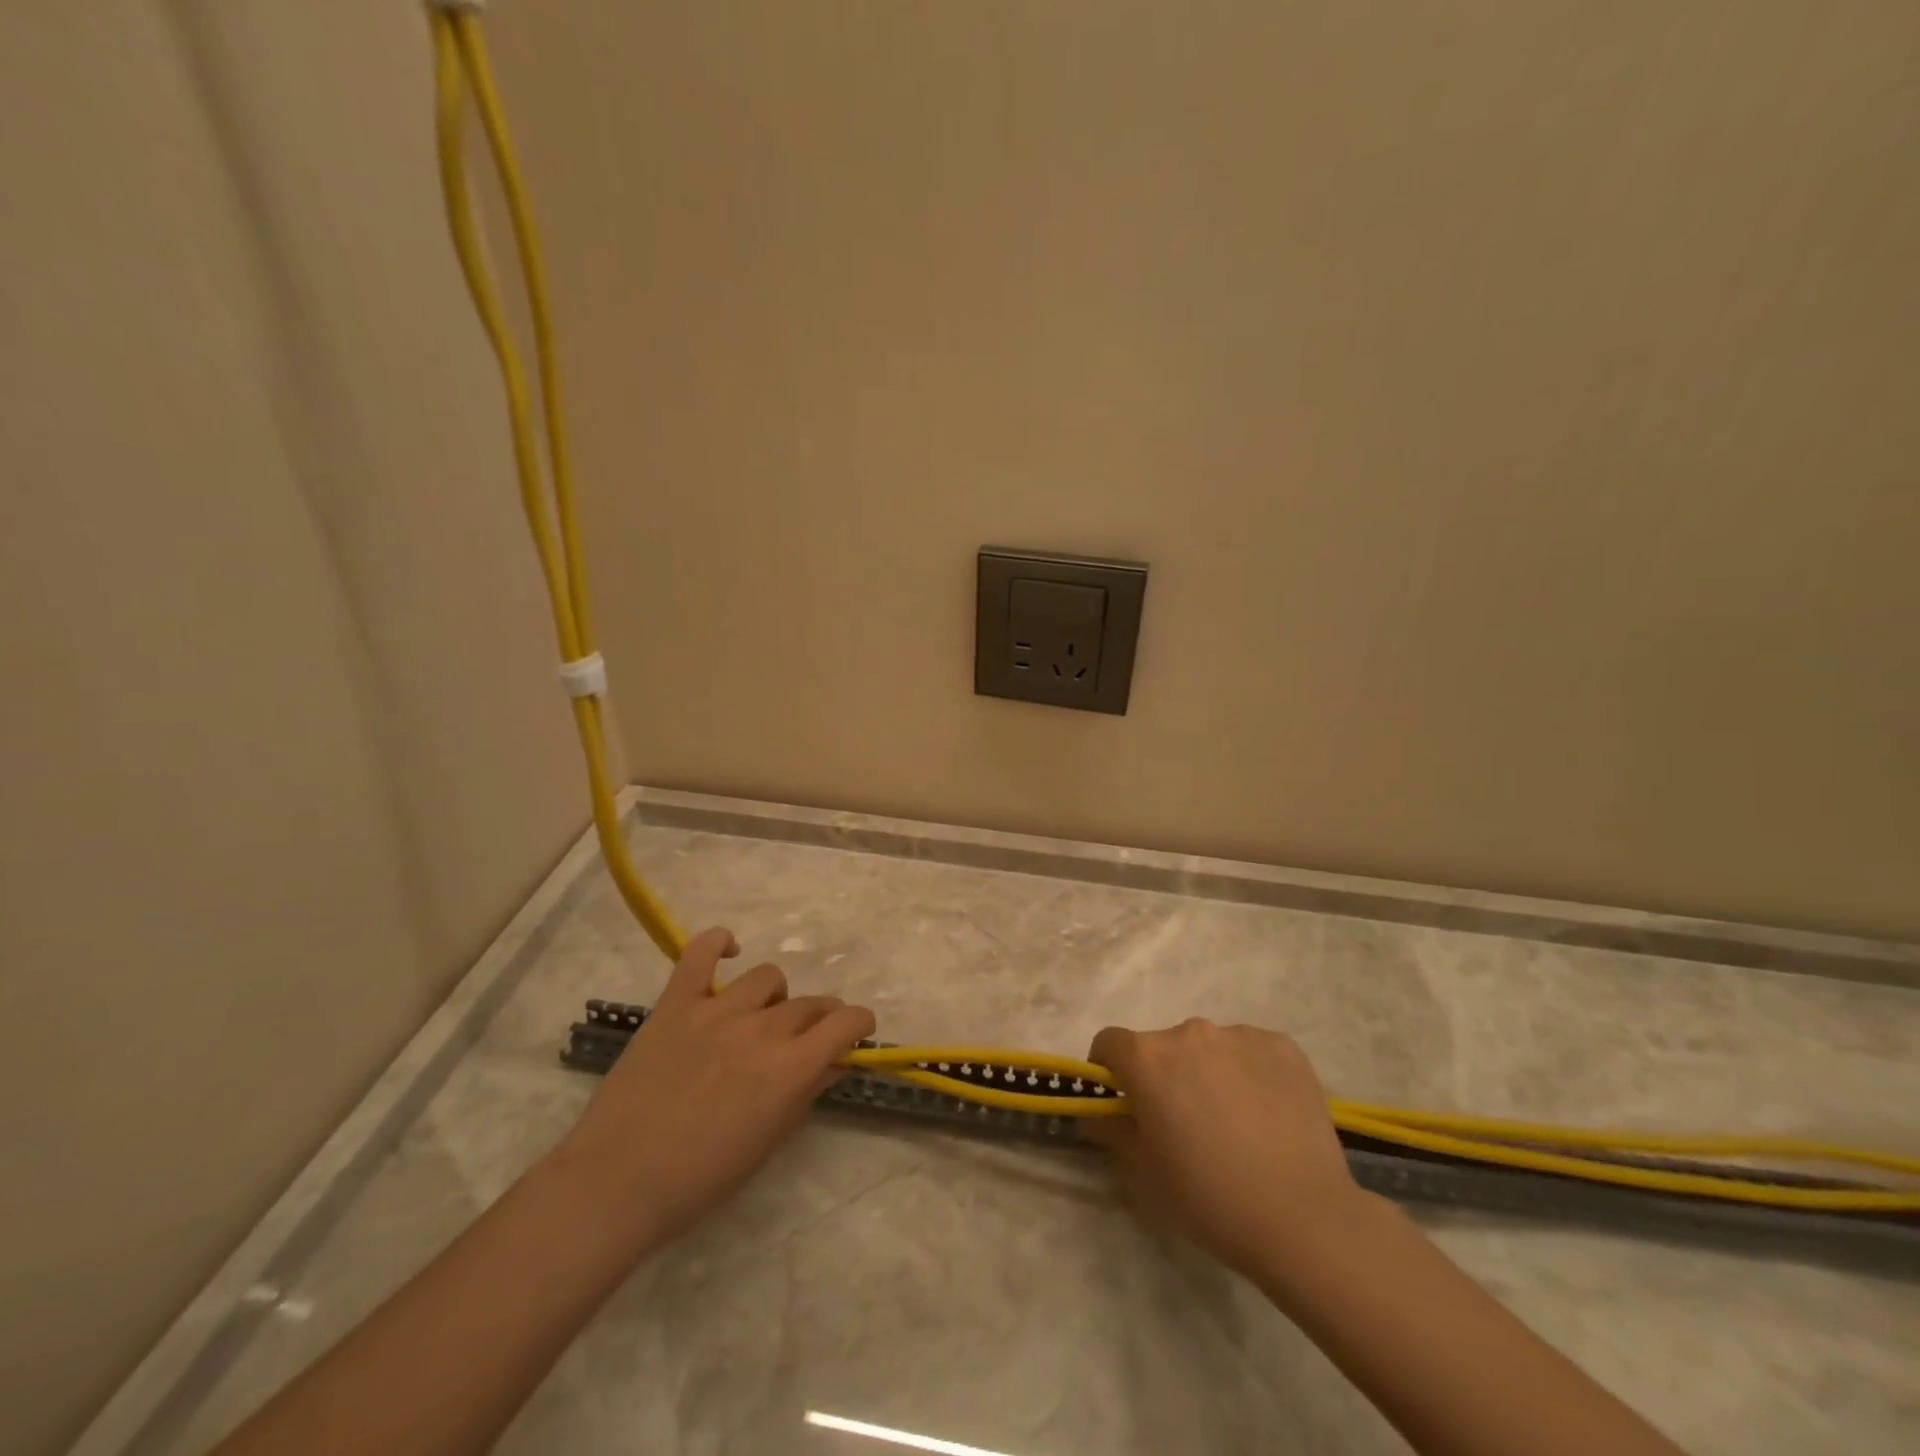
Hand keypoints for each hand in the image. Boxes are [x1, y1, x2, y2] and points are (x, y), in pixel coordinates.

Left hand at [551, 927, 875, 1252]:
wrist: (617, 1182)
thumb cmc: (701, 1178)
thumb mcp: (769, 1142)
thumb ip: (805, 1093)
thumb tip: (832, 1062)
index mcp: (791, 1067)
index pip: (846, 1022)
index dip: (859, 1023)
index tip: (856, 1032)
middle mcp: (762, 1029)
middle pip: (810, 1004)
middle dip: (820, 1019)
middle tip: (806, 1040)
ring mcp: (717, 1010)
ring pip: (768, 978)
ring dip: (776, 998)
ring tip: (760, 1019)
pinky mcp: (677, 1003)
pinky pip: (702, 953)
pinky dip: (719, 943)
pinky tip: (728, 950)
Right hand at [1088, 1019, 1362, 1278]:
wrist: (1304, 1219)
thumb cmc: (1210, 1198)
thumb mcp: (1146, 1173)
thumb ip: (1114, 1132)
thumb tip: (1097, 1115)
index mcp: (1148, 1058)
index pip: (1110, 1043)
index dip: (1109, 1070)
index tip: (1123, 1101)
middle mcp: (1189, 1032)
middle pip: (1163, 1046)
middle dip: (1165, 1075)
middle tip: (1185, 1124)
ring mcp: (1240, 1035)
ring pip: (1210, 1048)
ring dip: (1209, 1072)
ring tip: (1235, 1124)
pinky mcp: (1283, 1047)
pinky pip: (1252, 1052)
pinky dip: (1251, 1074)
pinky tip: (1268, 1117)